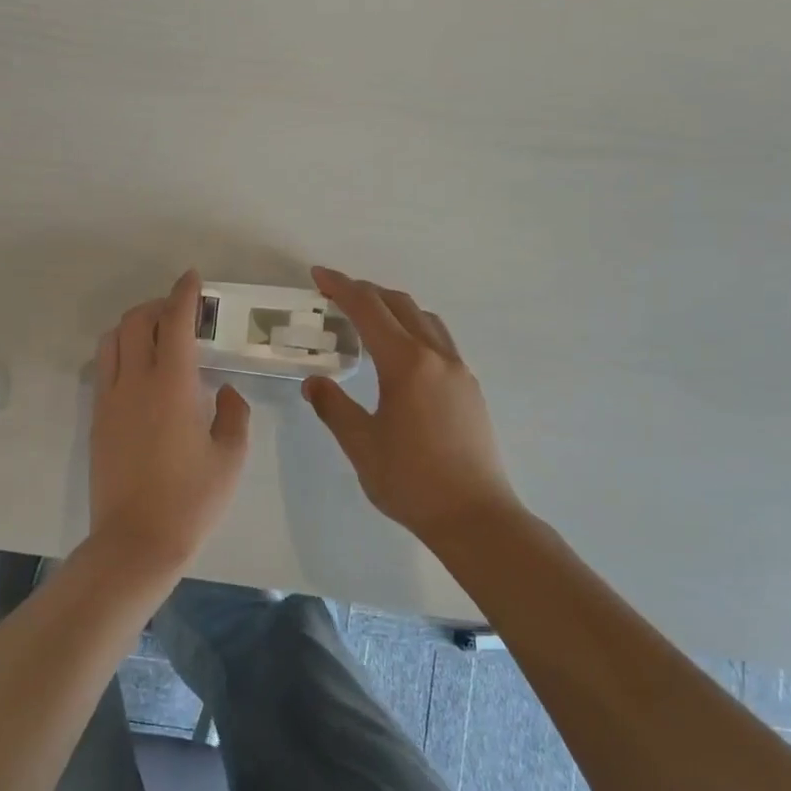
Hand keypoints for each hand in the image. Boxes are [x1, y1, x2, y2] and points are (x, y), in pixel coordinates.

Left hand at [89, 270, 251, 575]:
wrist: (136, 540)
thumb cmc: (192, 500)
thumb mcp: (230, 456)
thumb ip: (233, 413)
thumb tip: (224, 391)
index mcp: (172, 385)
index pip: (174, 322)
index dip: (184, 294)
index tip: (192, 278)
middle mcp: (135, 382)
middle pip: (136, 322)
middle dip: (158, 305)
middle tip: (181, 313)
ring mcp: (110, 399)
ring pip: (112, 341)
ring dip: (133, 326)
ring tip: (157, 337)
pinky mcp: (97, 419)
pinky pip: (104, 368)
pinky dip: (120, 352)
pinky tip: (140, 371)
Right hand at [304, 267, 522, 550]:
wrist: (475, 516)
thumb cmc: (411, 481)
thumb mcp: (360, 444)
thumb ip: (333, 407)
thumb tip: (314, 382)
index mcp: (406, 364)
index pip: (368, 310)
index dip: (341, 288)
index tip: (318, 275)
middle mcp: (437, 357)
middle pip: (400, 305)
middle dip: (366, 292)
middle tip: (336, 293)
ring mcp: (459, 372)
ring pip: (425, 320)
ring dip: (394, 308)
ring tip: (368, 318)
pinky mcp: (470, 389)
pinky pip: (439, 340)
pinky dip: (414, 328)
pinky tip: (401, 354)